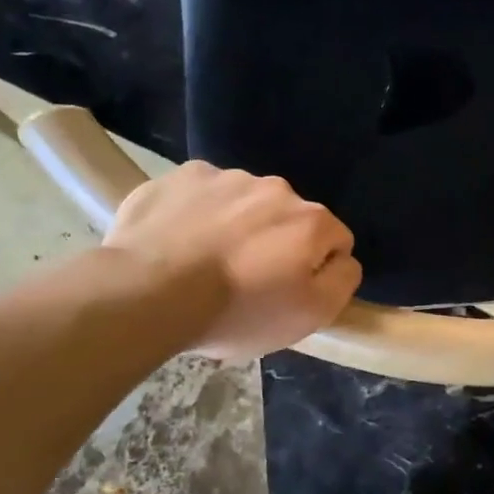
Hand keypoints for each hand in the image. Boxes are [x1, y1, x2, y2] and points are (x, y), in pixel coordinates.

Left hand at [104, 162, 361, 360]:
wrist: (148, 292)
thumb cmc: (237, 311)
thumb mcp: (310, 316)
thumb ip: (342, 281)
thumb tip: (344, 258)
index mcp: (312, 220)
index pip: (336, 241)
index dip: (317, 271)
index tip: (289, 294)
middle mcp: (276, 188)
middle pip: (290, 219)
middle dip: (277, 244)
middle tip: (247, 282)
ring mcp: (226, 177)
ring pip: (245, 204)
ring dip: (237, 227)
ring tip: (207, 263)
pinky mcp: (181, 177)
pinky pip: (202, 195)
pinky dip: (198, 214)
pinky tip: (180, 243)